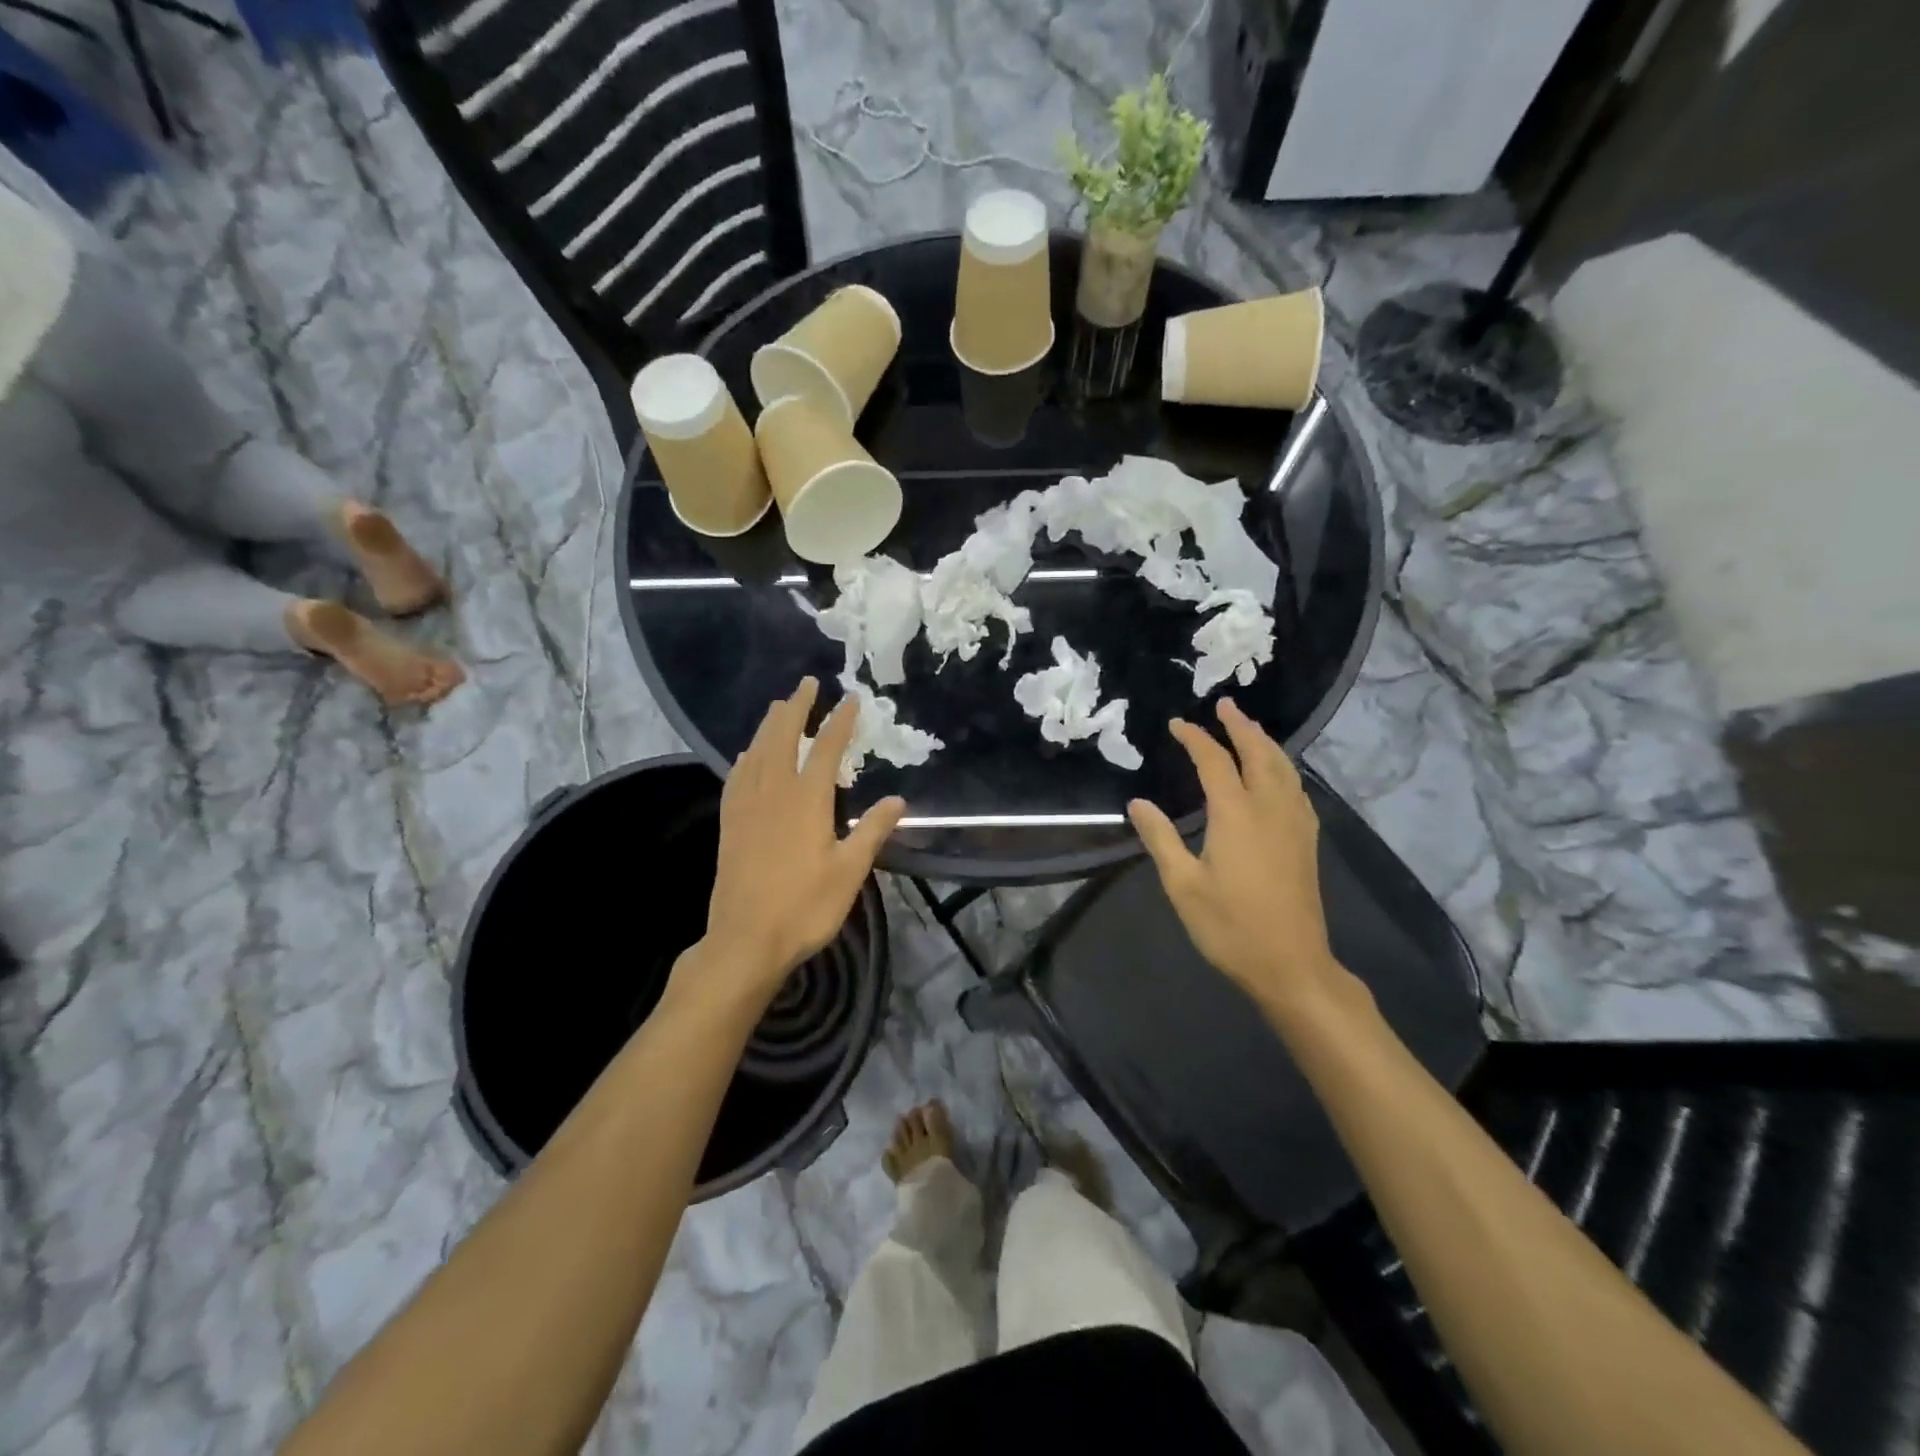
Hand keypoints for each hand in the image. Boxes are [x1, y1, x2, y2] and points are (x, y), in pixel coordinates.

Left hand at [695, 678, 904, 1002]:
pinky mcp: (730, 823)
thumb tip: (898, 799)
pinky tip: (747, 754)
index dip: (839, 720)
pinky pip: (737, 776)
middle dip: (796, 707)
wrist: (745, 939)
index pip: (826, 748)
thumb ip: (872, 831)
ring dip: (769, 724)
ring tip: (779, 706)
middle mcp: (774, 792)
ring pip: (757, 751)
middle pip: (783, 736)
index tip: (850, 698)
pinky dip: (746, 756)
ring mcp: (747, 806)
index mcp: (807, 800)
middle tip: (807, 683)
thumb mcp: (849, 872)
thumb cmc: (804, 907)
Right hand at [1127, 699, 1349, 1017]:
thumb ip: (1160, 838)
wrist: (1291, 965)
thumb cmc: (1230, 926)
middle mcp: (1270, 808)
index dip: (1196, 738)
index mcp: (1236, 814)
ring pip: (1284, 768)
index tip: (1178, 723)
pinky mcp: (1307, 841)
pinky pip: (1296, 788)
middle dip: (1241, 726)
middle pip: (1259, 753)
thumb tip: (1138, 802)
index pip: (1215, 761)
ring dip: (1265, 742)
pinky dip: (1283, 767)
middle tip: (1225, 705)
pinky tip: (1278, 775)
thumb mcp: (1182, 885)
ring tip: (1249, 728)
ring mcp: (1295, 824)